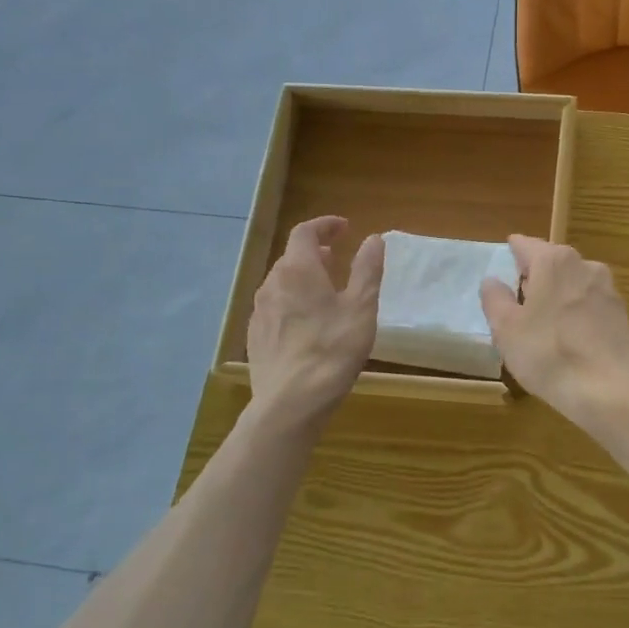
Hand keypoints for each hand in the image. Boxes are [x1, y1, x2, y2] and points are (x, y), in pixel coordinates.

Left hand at [246, 217, 383, 422]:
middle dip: (315, 251)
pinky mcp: (255, 336)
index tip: (344, 228)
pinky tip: (307, 322)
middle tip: (337, 258)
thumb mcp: (361, 307)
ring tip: (325, 290)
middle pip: (291, 256)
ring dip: (303, 276)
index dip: (325, 225)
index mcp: (298, 270)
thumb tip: (373, 238)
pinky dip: (292, 300)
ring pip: (281, 282)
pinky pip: (274, 305)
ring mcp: (259, 311)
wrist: (291, 402)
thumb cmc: (333, 349)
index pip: (305, 232)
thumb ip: (367, 269)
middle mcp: (272, 283)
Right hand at [479, 236, 628, 428]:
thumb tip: (492, 280)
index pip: (526, 245)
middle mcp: (584, 265)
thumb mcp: (507, 329)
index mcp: (553, 261)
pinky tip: (569, 339)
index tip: (506, 256)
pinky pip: (590, 306)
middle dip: (536, 275)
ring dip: (558, 295)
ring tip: (542, 322)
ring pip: (573, 284)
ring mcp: (608, 289)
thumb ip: (495, 299)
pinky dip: (577, 314)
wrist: (611, 390)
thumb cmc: (549, 353)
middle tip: (518, 297)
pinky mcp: (622, 315)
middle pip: (552, 262)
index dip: (513, 251)